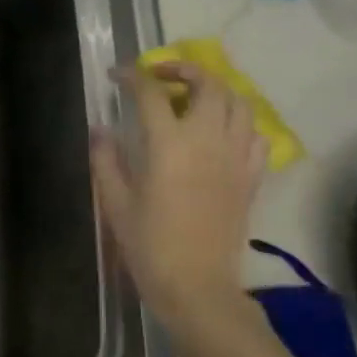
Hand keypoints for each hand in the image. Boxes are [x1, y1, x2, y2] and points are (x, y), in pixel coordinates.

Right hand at [90, 61, 267, 332]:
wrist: (198, 288)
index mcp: (168, 145)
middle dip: (183, 69)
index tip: (117, 75)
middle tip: (160, 76)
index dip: (132, 76)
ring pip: (238, 103)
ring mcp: (235, 158)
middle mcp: (207, 141)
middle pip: (207, 84)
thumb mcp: (115, 202)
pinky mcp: (251, 178)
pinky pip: (255, 136)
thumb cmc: (149, 246)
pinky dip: (239, 122)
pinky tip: (220, 132)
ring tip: (192, 98)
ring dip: (215, 90)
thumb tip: (100, 129)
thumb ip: (106, 159)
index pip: (151, 92)